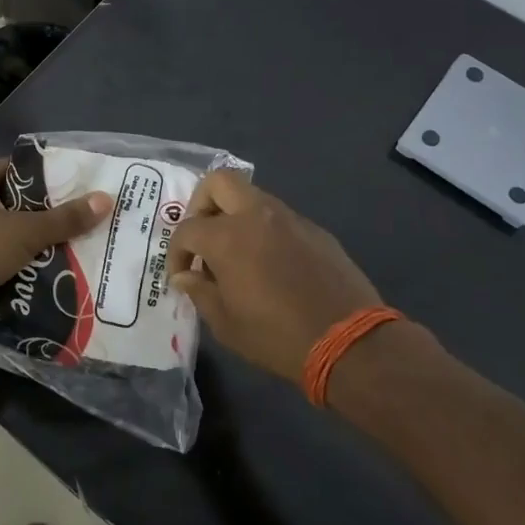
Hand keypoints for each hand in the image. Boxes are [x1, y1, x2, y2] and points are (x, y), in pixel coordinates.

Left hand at [0, 160, 111, 333]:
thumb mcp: (26, 231)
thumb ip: (65, 219)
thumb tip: (105, 199)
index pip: (17, 170)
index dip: (48, 177)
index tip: (79, 188)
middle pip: (15, 203)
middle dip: (46, 215)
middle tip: (83, 221)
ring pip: (8, 234)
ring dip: (34, 244)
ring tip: (74, 248)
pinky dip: (19, 265)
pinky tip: (49, 274)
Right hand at [168, 171, 381, 381]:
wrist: (348, 341)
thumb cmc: (276, 336)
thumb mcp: (226, 323)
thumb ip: (199, 292)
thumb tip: (185, 276)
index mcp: (228, 236)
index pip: (187, 229)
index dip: (176, 253)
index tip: (181, 276)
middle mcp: (257, 215)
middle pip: (219, 182)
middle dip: (202, 204)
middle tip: (202, 238)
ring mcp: (291, 219)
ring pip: (252, 197)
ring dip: (235, 217)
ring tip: (235, 256)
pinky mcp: (316, 231)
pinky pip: (280, 219)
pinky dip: (264, 232)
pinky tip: (270, 266)